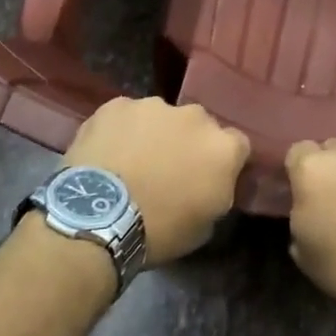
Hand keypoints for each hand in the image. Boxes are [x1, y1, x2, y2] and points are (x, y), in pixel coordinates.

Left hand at [63, 98, 248, 265]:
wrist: (97, 218)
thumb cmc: (158, 231)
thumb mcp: (204, 226)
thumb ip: (216, 193)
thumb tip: (210, 183)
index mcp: (222, 148)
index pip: (237, 145)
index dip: (222, 161)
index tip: (207, 178)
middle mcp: (195, 117)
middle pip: (199, 126)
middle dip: (187, 142)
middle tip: (167, 170)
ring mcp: (154, 106)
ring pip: (160, 117)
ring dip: (154, 134)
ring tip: (131, 162)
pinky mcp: (117, 105)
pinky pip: (125, 116)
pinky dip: (120, 131)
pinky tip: (106, 154)